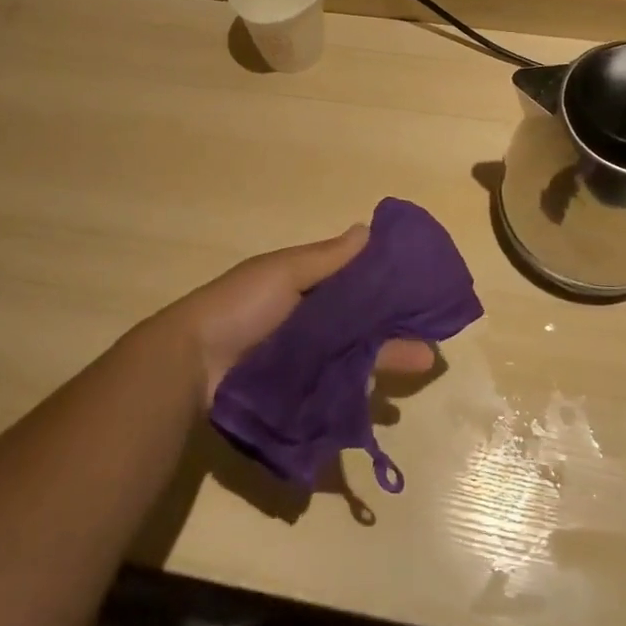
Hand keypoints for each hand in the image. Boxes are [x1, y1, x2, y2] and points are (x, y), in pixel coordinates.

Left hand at [146, 225, 438, 402]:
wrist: (193, 366)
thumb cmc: (241, 307)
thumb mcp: (284, 273)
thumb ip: (327, 258)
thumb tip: (369, 229)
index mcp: (306, 288)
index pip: (356, 284)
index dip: (387, 286)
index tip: (421, 289)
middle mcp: (309, 323)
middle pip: (362, 325)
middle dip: (396, 330)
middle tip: (432, 340)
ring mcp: (305, 361)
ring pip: (355, 357)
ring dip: (387, 359)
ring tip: (422, 364)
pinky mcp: (300, 393)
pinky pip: (337, 389)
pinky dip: (361, 389)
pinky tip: (386, 395)